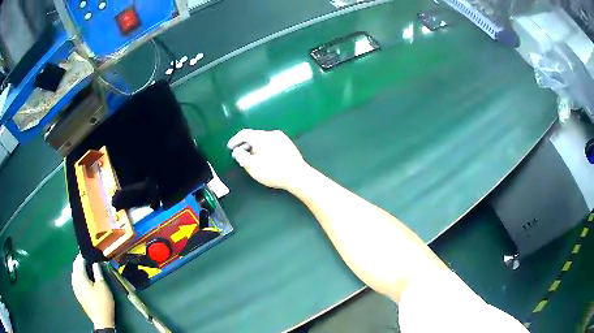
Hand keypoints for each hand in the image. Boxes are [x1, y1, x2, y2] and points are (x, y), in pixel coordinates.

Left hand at [71, 254, 114, 329]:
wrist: (101, 321)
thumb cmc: (102, 302)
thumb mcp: (103, 286)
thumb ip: (98, 273)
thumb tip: (95, 263)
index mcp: (80, 276)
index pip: (79, 261)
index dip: (83, 255)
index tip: (89, 253)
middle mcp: (75, 280)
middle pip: (75, 267)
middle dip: (80, 262)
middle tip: (88, 259)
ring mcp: (75, 288)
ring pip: (75, 274)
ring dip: (79, 270)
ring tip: (87, 269)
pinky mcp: (78, 295)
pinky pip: (76, 281)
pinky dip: (79, 277)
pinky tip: (84, 280)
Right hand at [227, 129, 310, 189]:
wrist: (297, 175)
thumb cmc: (272, 171)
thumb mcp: (251, 166)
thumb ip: (241, 156)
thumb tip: (237, 151)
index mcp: (261, 136)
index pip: (244, 134)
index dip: (235, 140)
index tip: (230, 147)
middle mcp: (271, 134)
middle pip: (254, 136)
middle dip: (245, 144)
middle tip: (240, 154)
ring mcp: (282, 138)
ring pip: (264, 140)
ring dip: (256, 147)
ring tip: (252, 158)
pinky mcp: (289, 145)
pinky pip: (272, 144)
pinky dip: (265, 148)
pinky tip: (266, 158)